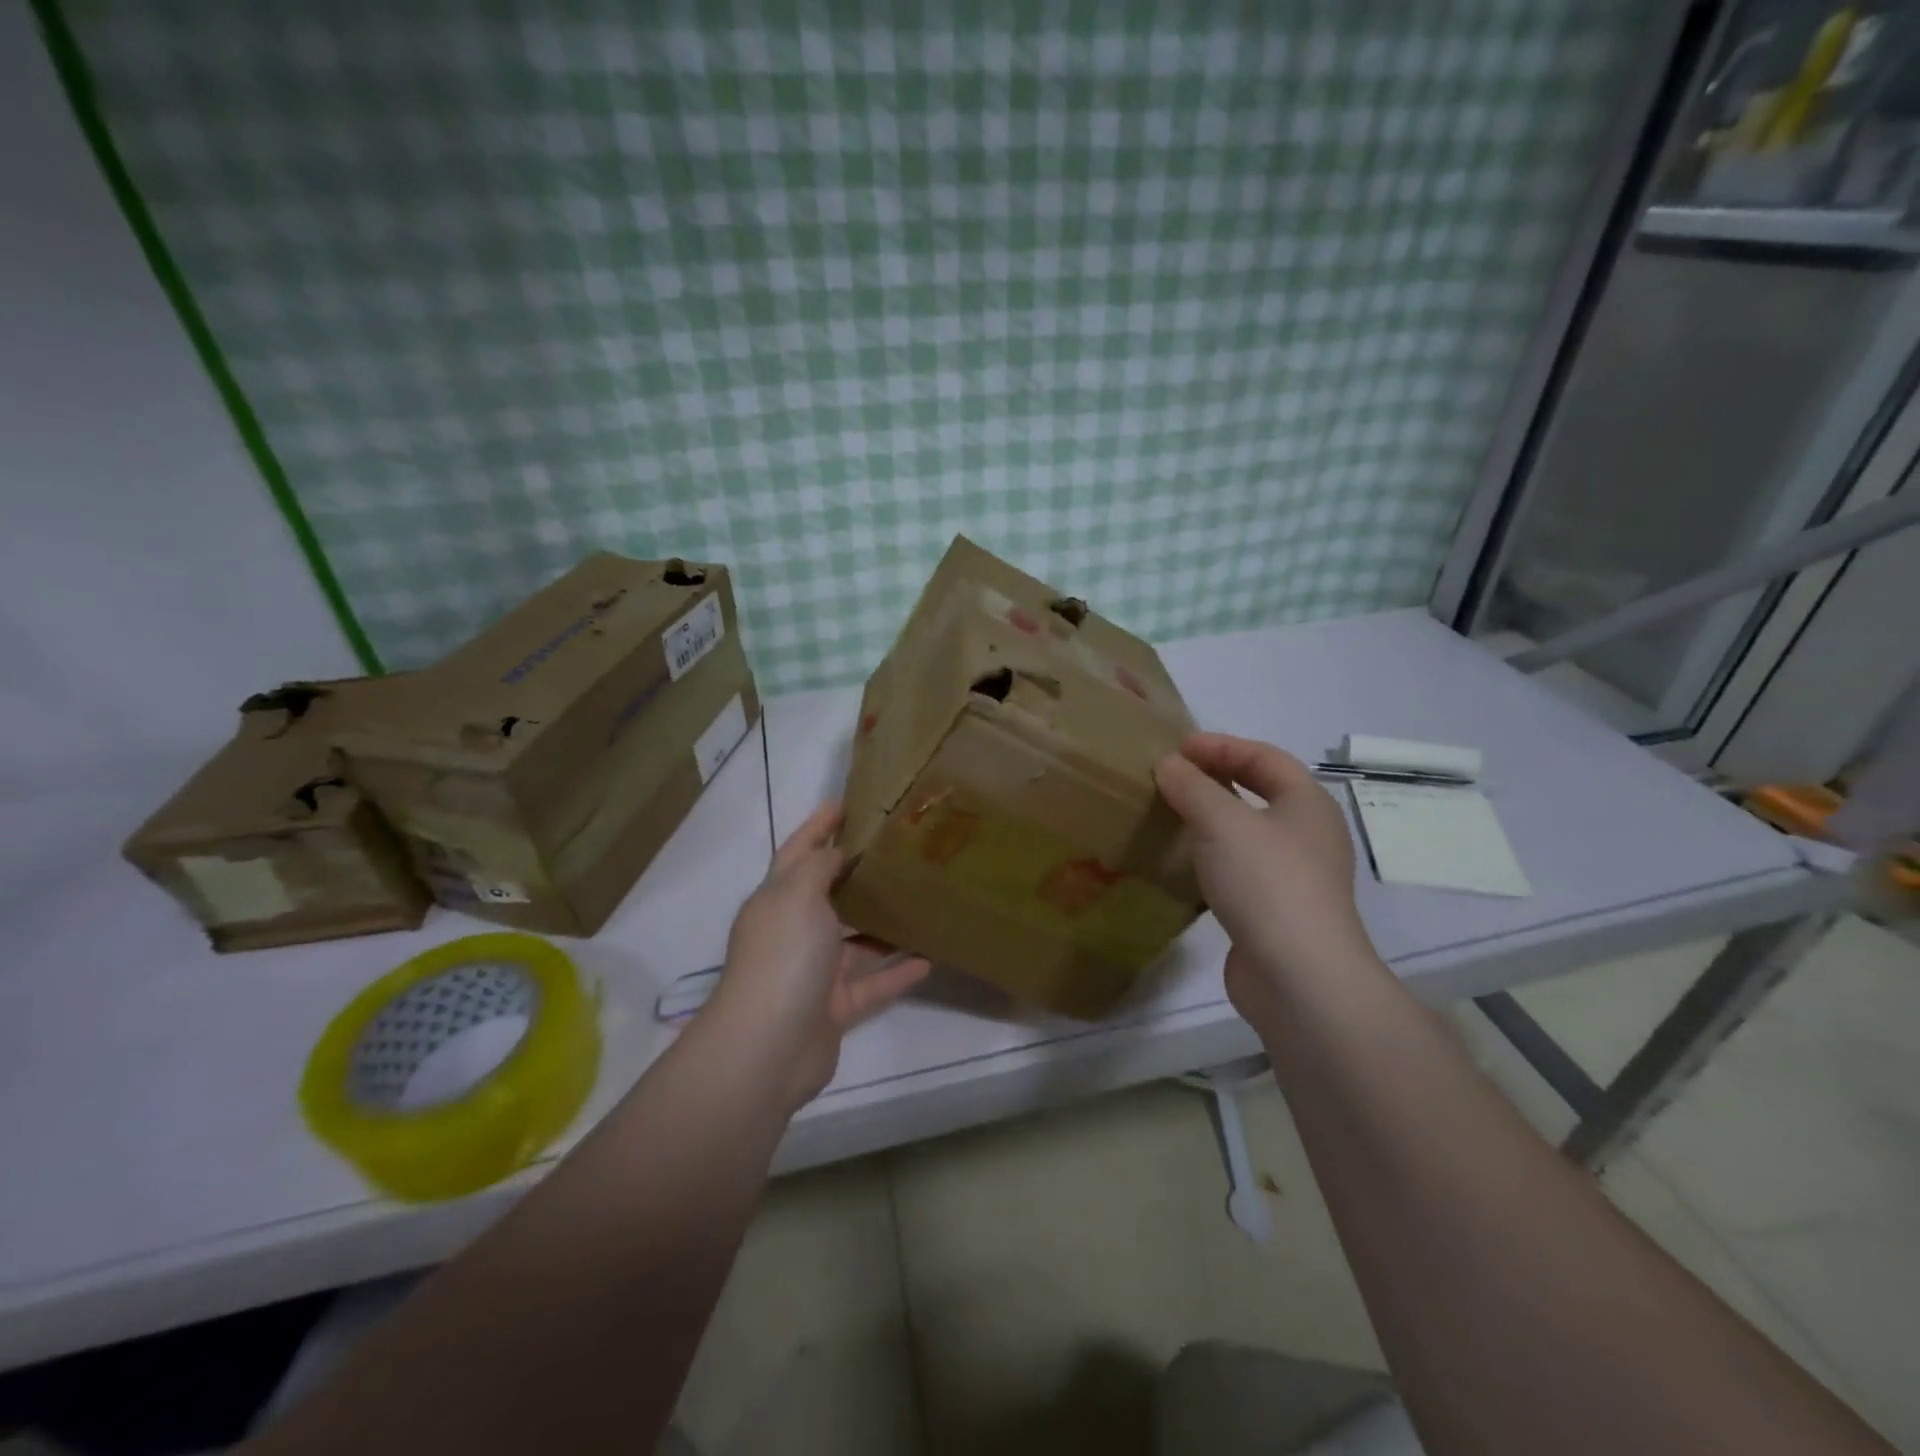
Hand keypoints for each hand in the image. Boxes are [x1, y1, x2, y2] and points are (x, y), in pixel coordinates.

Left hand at [707, 803, 929, 1110]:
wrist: (769, 1047)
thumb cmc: (783, 957)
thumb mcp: (798, 896)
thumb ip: (819, 867)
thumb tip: (837, 851)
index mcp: (777, 901)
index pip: (799, 852)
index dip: (819, 826)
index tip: (849, 803)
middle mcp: (793, 932)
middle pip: (828, 895)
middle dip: (857, 874)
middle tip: (899, 850)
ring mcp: (813, 973)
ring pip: (855, 941)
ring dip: (883, 925)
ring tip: (922, 902)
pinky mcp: (834, 1008)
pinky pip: (872, 984)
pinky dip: (897, 972)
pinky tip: (929, 958)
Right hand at [1154, 733, 1380, 1018]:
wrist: (1298, 977)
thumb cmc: (1266, 882)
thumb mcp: (1221, 822)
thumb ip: (1191, 786)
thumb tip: (1167, 764)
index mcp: (1308, 803)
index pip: (1264, 756)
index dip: (1221, 745)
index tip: (1177, 749)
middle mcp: (1308, 835)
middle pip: (1259, 792)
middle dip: (1215, 779)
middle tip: (1171, 777)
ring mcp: (1295, 876)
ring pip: (1248, 833)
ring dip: (1211, 820)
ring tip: (1170, 816)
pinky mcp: (1276, 911)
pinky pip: (1240, 869)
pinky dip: (1211, 857)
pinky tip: (1183, 864)